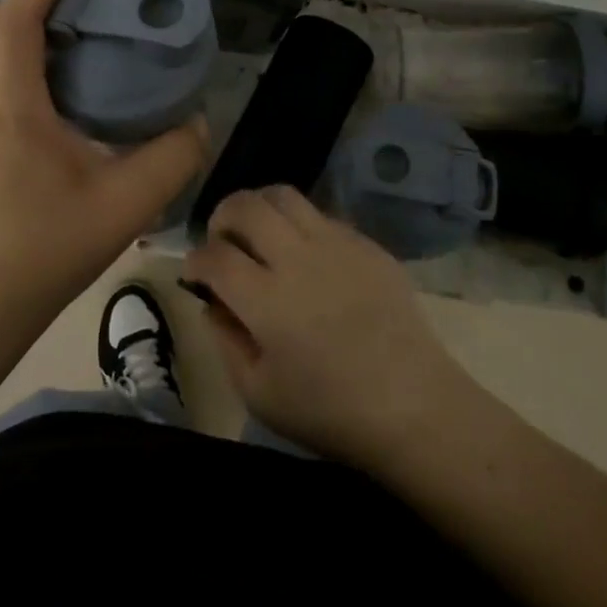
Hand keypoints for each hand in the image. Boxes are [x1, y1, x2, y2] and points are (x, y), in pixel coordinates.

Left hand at [0, 0, 208, 323]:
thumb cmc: (50, 245)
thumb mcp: (129, 203)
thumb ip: (173, 157)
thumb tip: (196, 123)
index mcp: (14, 106)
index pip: (16, 20)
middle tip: (67, 3)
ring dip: (10, 31)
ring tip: (64, 46)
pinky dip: (8, 65)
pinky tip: (50, 99)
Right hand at [183, 185, 470, 468]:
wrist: (412, 404)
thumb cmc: (329, 411)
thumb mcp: (259, 393)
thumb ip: (226, 340)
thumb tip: (211, 301)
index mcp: (266, 299)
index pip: (214, 255)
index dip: (194, 260)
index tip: (194, 273)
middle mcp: (297, 258)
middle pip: (246, 206)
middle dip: (221, 216)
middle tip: (223, 241)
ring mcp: (335, 244)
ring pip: (284, 195)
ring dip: (259, 207)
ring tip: (259, 234)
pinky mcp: (365, 243)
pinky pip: (321, 214)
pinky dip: (299, 224)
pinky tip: (306, 255)